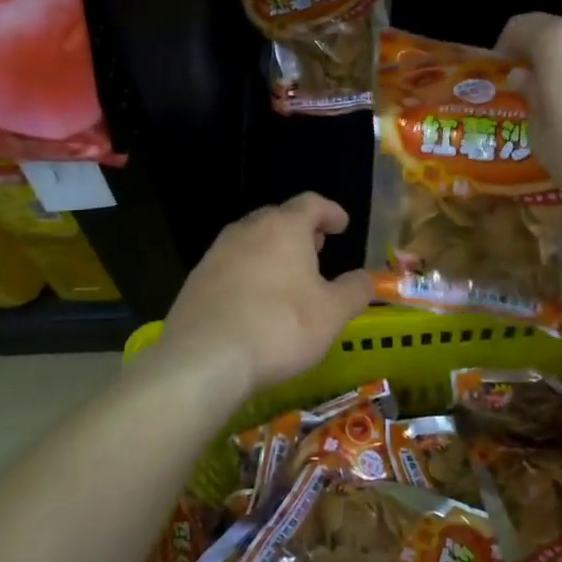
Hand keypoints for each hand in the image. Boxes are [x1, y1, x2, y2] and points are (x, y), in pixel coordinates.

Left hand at [152, 193, 372, 398]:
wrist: (204, 358)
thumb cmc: (279, 327)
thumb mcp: (332, 314)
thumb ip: (354, 291)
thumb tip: (365, 279)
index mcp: (283, 228)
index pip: (310, 203)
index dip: (330, 211)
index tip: (342, 225)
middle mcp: (247, 230)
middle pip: (277, 217)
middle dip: (300, 229)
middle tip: (317, 247)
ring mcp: (216, 254)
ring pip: (251, 240)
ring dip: (272, 250)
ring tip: (288, 274)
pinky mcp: (196, 280)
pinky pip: (230, 266)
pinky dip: (249, 272)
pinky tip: (255, 300)